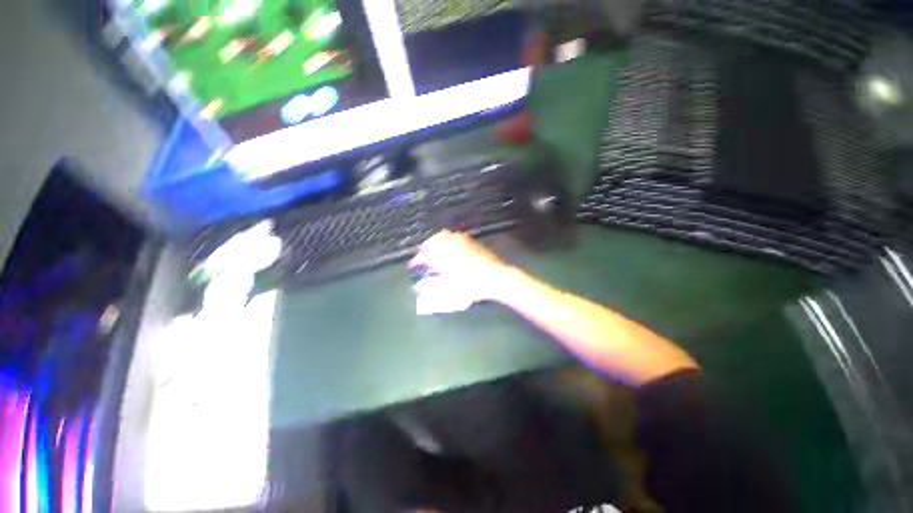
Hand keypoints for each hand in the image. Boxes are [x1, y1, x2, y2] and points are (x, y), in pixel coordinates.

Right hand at [409, 230, 514, 303]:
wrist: (496, 277)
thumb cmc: (473, 286)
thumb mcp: (452, 289)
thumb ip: (435, 284)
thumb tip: (422, 285)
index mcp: (444, 257)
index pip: (424, 256)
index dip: (416, 260)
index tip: (412, 265)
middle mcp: (451, 246)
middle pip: (432, 241)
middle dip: (424, 246)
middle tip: (421, 253)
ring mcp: (462, 241)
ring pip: (443, 235)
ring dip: (435, 241)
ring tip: (433, 247)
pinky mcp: (471, 241)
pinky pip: (455, 236)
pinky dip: (447, 239)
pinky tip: (449, 244)